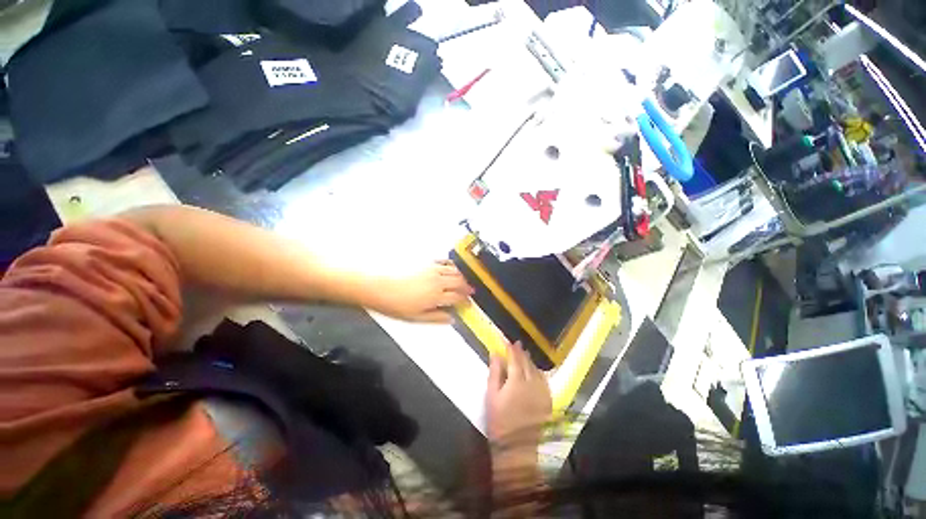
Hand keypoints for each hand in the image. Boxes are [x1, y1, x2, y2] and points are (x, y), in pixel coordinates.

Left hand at [372, 260, 473, 322]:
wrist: (378, 286)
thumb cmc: (396, 304)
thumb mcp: (417, 317)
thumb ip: (437, 317)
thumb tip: (452, 318)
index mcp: (437, 295)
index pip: (457, 296)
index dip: (465, 300)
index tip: (468, 302)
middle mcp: (438, 280)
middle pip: (458, 281)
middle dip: (466, 286)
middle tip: (469, 291)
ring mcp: (432, 269)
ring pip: (453, 270)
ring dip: (461, 275)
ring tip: (463, 280)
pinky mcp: (425, 262)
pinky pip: (443, 261)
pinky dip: (450, 265)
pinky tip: (451, 267)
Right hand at [486, 341, 551, 447]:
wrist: (517, 447)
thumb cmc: (499, 421)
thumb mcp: (491, 395)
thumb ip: (495, 372)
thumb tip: (496, 354)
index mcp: (517, 381)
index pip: (515, 359)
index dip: (512, 349)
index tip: (508, 342)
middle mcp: (532, 383)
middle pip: (527, 363)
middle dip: (521, 352)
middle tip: (517, 345)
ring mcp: (542, 392)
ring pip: (536, 370)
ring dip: (530, 361)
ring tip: (525, 355)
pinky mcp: (547, 401)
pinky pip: (544, 381)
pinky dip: (539, 372)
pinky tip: (535, 371)